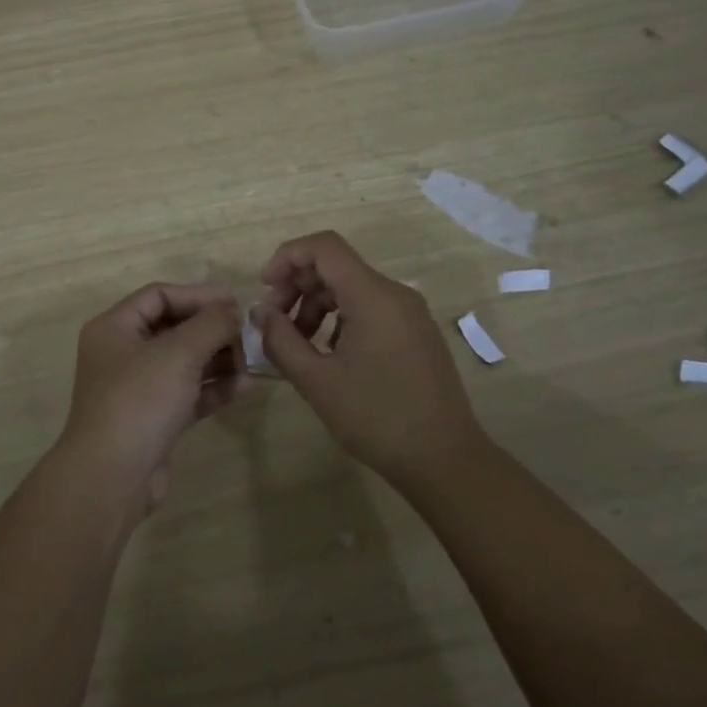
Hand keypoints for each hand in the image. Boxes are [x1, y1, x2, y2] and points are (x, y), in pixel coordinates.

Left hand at [61, 283, 242, 512]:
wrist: (112, 477)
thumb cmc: (140, 400)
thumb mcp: (178, 352)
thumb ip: (211, 324)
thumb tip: (232, 310)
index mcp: (115, 328)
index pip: (159, 296)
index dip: (197, 295)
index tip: (235, 302)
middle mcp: (122, 353)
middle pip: (173, 328)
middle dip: (212, 329)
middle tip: (250, 333)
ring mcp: (137, 388)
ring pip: (183, 362)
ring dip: (218, 358)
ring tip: (254, 360)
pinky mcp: (154, 419)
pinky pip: (188, 393)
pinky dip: (214, 387)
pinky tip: (246, 386)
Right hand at [254, 231, 483, 487]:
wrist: (446, 460)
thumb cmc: (377, 418)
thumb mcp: (317, 381)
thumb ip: (281, 340)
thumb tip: (260, 312)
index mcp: (372, 296)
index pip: (324, 247)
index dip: (287, 257)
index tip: (265, 289)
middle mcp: (394, 293)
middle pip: (336, 266)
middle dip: (298, 284)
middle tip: (274, 322)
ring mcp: (409, 313)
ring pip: (352, 288)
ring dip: (317, 304)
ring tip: (297, 343)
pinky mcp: (416, 332)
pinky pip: (370, 307)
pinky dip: (340, 317)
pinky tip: (329, 353)